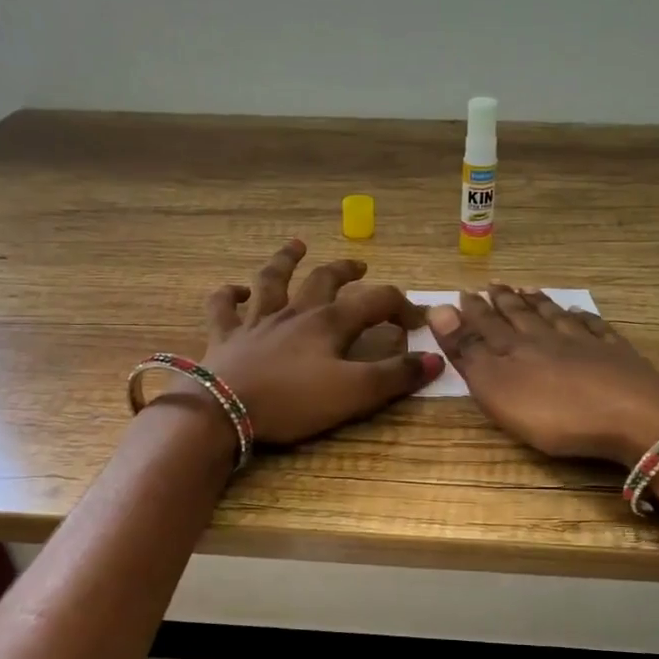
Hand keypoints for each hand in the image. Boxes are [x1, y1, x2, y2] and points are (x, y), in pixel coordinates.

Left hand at [194, 239, 442, 444]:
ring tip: (296, 246)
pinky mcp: (224, 337)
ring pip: (272, 280)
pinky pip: (223, 307)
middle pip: (324, 280)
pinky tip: (235, 291)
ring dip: (285, 261)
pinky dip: (229, 295)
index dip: (400, 306)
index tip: (416, 320)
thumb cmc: (293, 402)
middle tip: (359, 266)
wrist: (224, 412)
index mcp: (329, 323)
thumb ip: (396, 376)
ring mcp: (255, 321)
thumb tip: (435, 358)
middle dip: (345, 271)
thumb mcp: (355, 394)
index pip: (375, 301)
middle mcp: (294, 313)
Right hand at [426, 286, 658, 465]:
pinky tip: (580, 313)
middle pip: (522, 315)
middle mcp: (548, 339)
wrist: (632, 416)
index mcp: (515, 349)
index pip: (488, 324)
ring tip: (529, 290)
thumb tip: (438, 309)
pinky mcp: (617, 357)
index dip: (473, 310)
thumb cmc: (554, 412)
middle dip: (504, 301)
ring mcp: (586, 345)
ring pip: (556, 317)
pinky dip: (583, 318)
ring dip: (540, 303)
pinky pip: (595, 329)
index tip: (463, 292)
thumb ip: (468, 350)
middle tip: (494, 284)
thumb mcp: (497, 387)